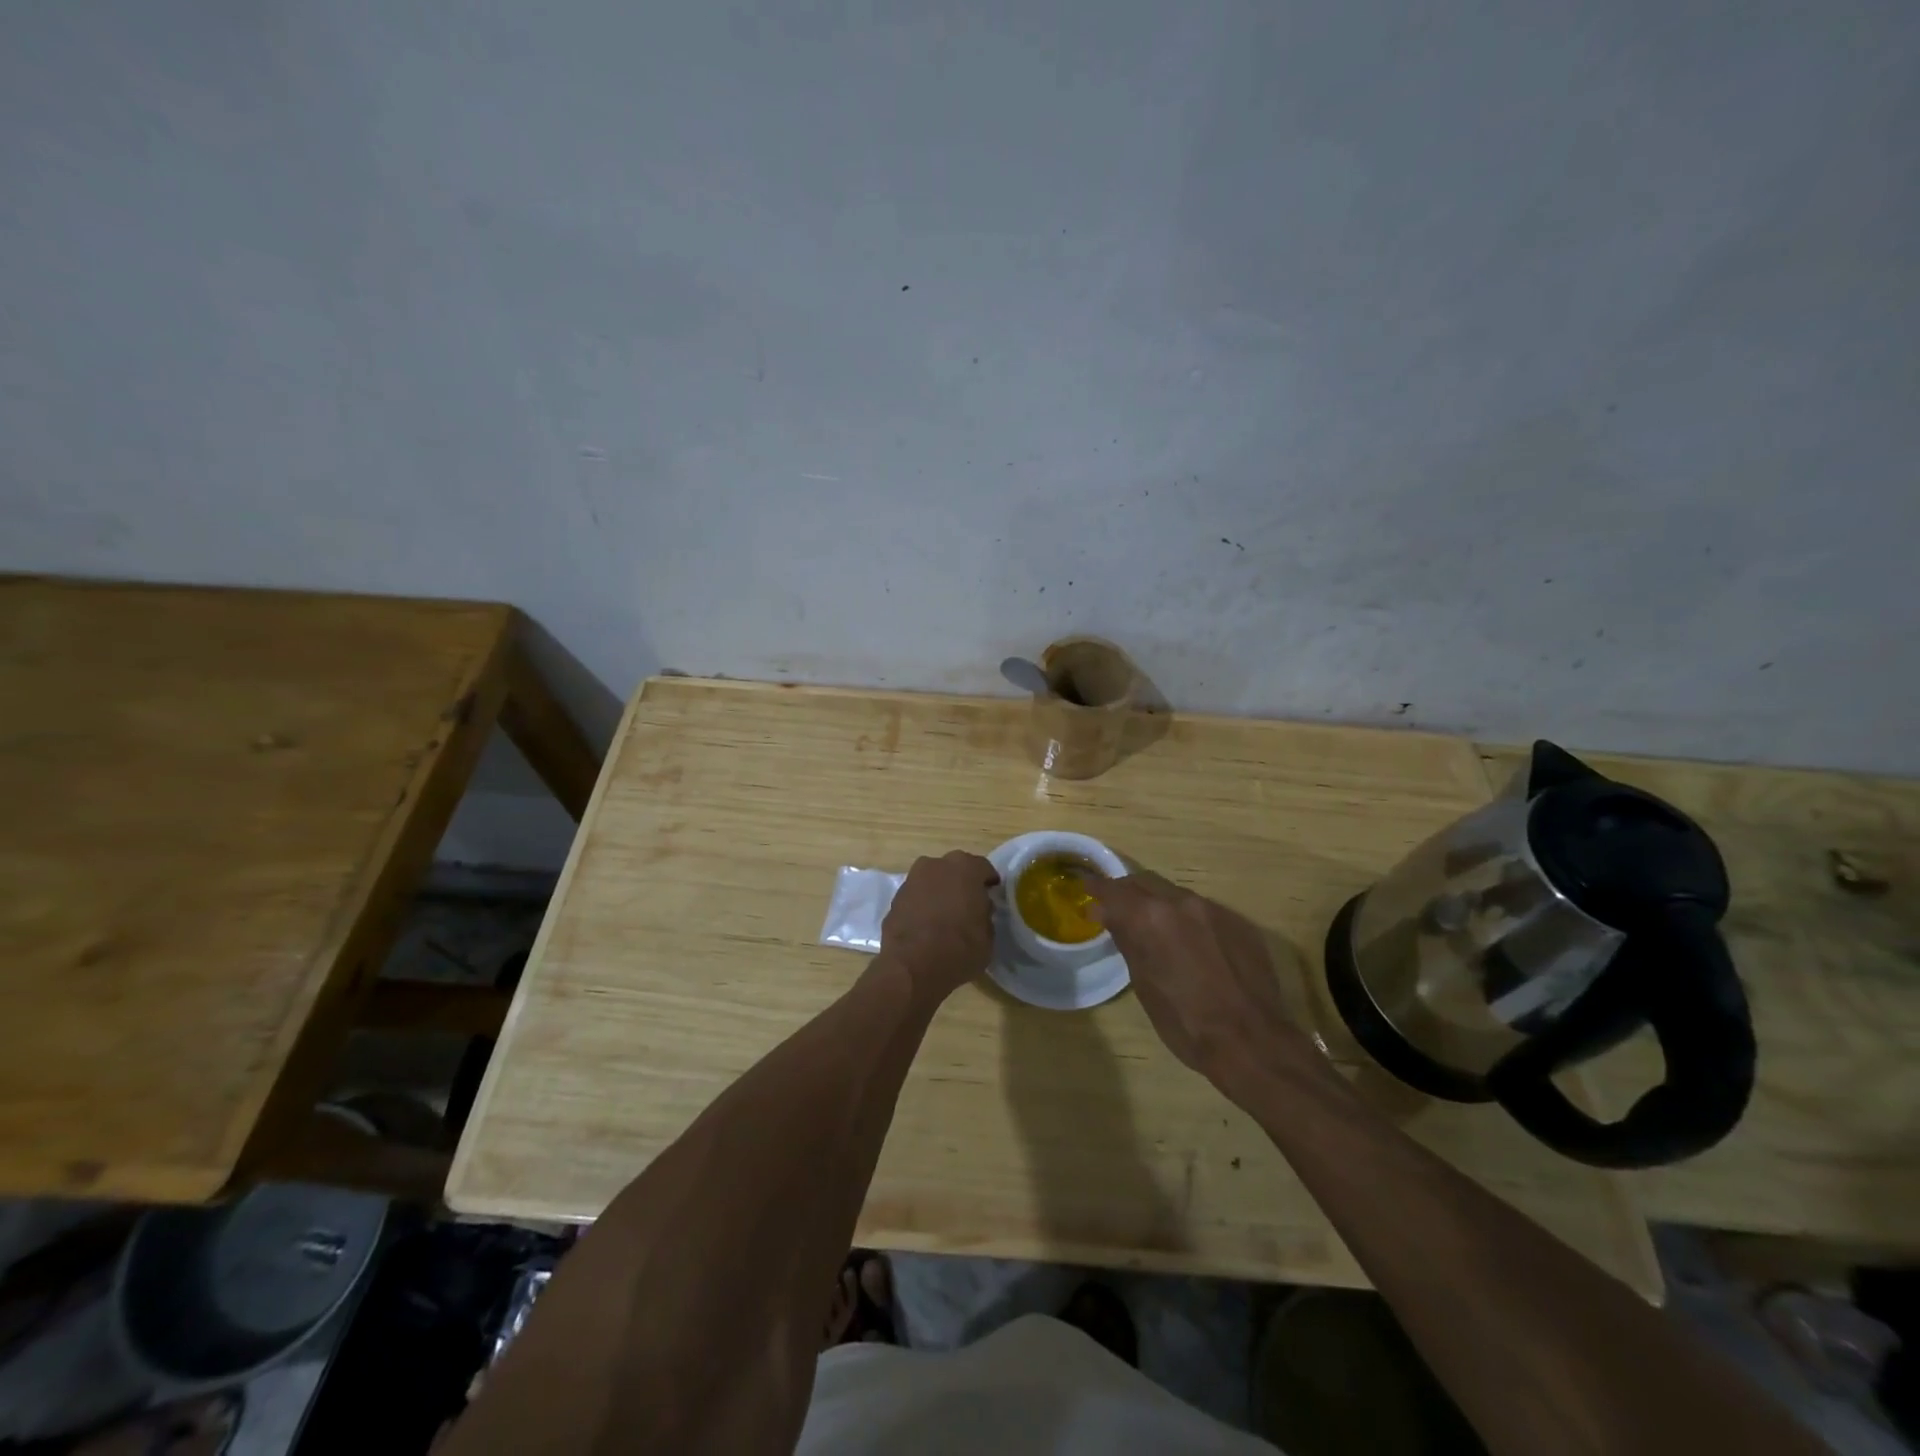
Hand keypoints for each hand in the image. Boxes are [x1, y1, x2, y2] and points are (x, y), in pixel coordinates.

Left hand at [879, 851, 1000, 1002]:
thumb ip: (984, 915)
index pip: (983, 868)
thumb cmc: (959, 949)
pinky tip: (927, 926)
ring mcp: (912, 879)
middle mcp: (936, 865)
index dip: (988, 883)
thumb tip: (978, 910)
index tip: (991, 895)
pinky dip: (922, 906)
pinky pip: (916, 897)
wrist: (911, 967)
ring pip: (933, 881)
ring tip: (946, 917)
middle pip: (954, 870)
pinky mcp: (895, 898)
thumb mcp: (988, 937)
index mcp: (965, 868)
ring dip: (940, 893)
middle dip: (962, 884)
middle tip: (969, 905)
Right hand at [1088, 872, 1312, 1098]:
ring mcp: (1214, 910)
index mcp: (1152, 917)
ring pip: (1176, 894)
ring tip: (1151, 924)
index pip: (1115, 890)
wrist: (1252, 1042)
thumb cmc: (1187, 1023)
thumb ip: (1127, 941)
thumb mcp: (1144, 984)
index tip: (1085, 888)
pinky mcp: (1239, 923)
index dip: (1097, 888)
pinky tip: (1189, 942)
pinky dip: (1187, 918)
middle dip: (1127, 891)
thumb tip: (1107, 915)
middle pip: (1145, 882)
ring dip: (1158, 903)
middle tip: (1114, 905)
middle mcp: (1182, 902)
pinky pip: (1203, 910)